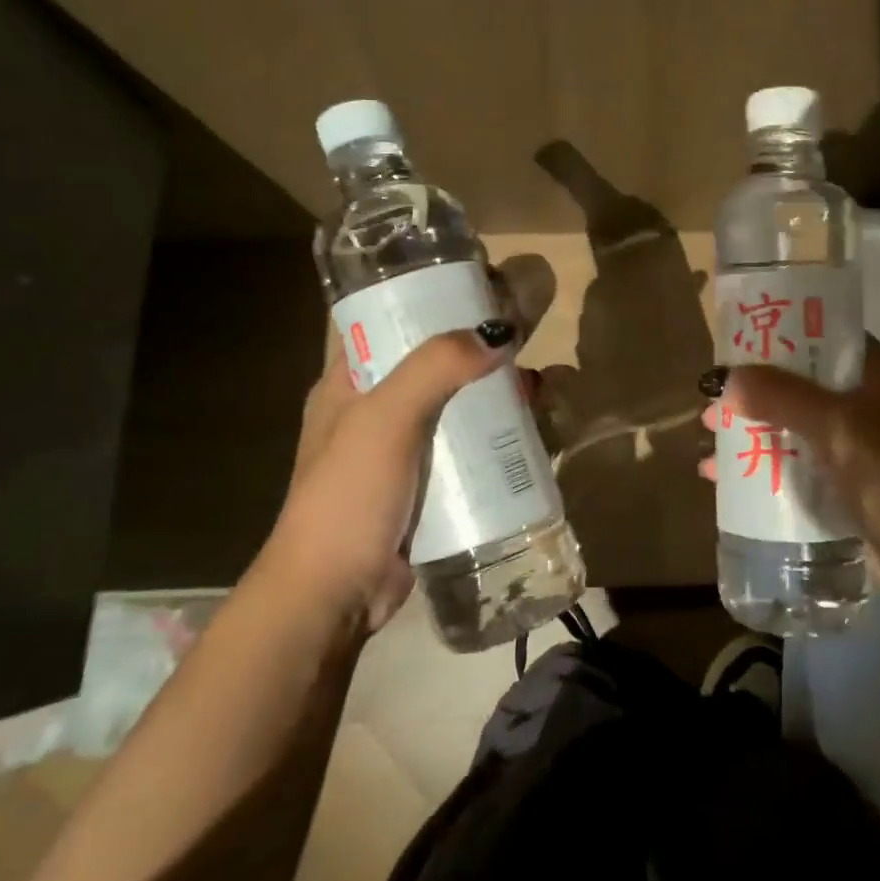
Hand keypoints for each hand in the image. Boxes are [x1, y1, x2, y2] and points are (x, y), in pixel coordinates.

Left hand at [262, 320, 519, 634]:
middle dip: (480, 347)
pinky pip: (473, 446)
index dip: (429, 295)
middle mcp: (377, 408)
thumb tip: (498, 332)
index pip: (387, 318)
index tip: (479, 283)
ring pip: (461, 404)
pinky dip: (503, 435)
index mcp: (350, 382)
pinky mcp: (431, 484)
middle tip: (529, 333)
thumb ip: (435, 368)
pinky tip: (538, 432)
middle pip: (435, 360)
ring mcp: (405, 449)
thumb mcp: (385, 420)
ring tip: (545, 387)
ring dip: (501, 392)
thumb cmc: (348, 496)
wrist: (334, 596)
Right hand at [703, 336, 879, 668]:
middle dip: (753, 392)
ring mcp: (858, 446)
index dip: (778, 337)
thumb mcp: (838, 428)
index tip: (733, 344)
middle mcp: (868, 403)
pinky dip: (763, 465)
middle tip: (712, 402)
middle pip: (799, 384)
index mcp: (877, 375)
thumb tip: (726, 379)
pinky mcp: (848, 484)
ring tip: (709, 440)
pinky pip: (797, 463)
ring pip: (793, 426)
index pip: (822, 337)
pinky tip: (723, 480)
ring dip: (752, 430)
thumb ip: (782, 398)